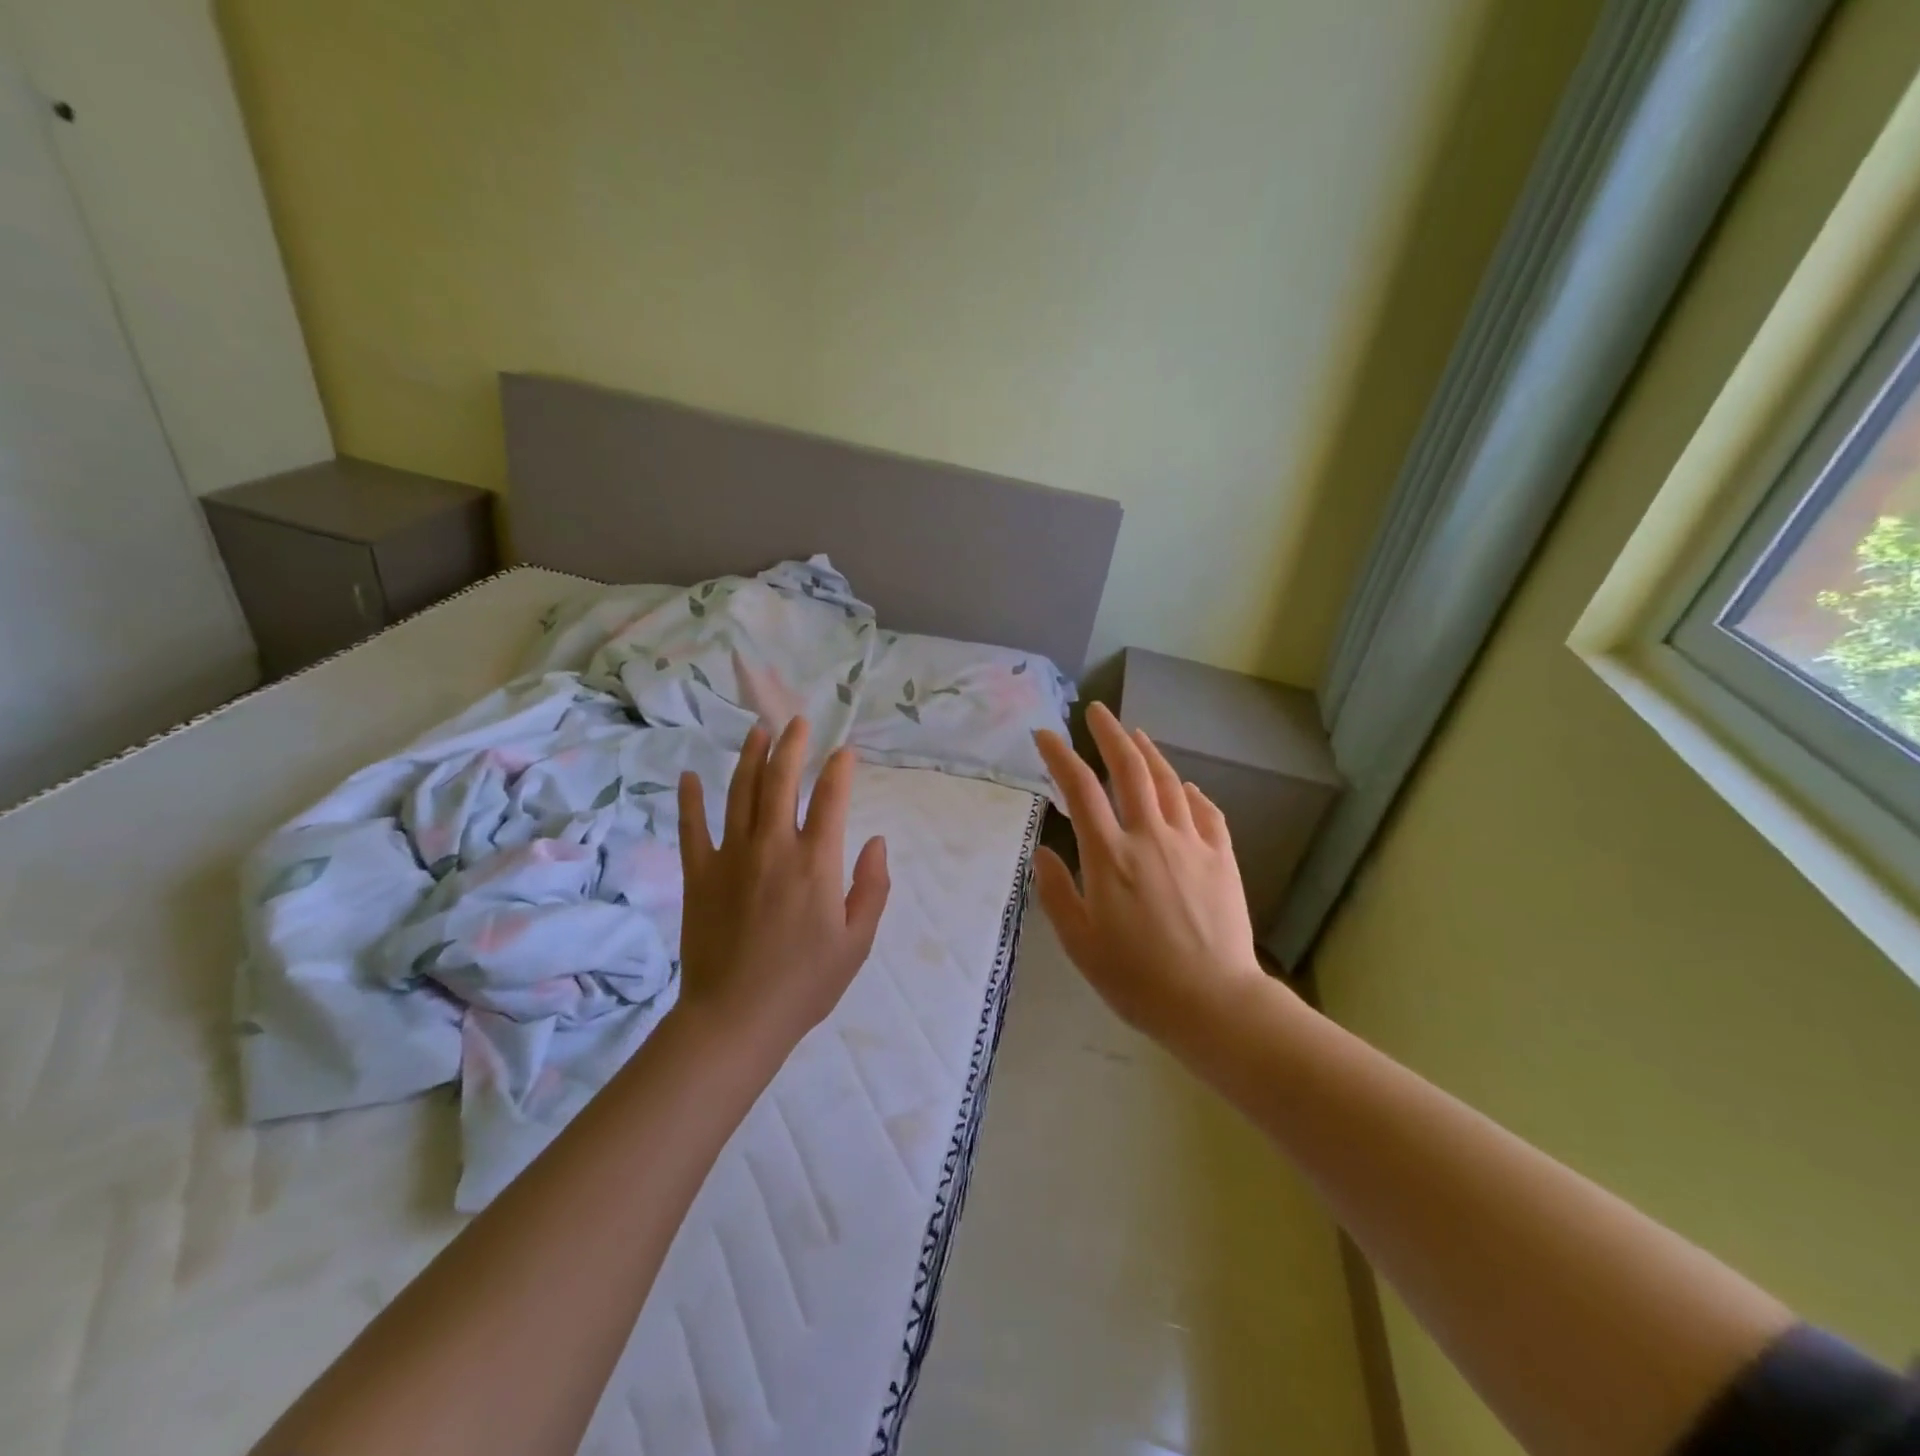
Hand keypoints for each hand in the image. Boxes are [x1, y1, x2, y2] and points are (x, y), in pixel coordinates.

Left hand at [676, 718, 889, 1055]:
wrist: (736, 1017)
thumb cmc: (805, 983)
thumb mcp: (857, 941)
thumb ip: (873, 887)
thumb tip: (877, 841)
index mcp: (815, 862)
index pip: (830, 799)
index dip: (839, 770)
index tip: (844, 751)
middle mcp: (773, 847)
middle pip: (781, 782)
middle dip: (791, 746)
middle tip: (796, 722)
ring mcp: (731, 857)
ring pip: (740, 794)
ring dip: (749, 758)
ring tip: (757, 732)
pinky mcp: (699, 875)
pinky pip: (692, 829)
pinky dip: (689, 800)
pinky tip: (688, 776)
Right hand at [1033, 702, 1267, 1045]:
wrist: (1213, 1002)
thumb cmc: (1136, 978)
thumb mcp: (1080, 943)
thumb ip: (1058, 893)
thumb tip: (1043, 852)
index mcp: (1110, 856)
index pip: (1080, 789)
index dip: (1060, 756)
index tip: (1045, 734)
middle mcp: (1150, 837)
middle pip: (1130, 769)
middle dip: (1110, 734)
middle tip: (1097, 710)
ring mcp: (1190, 843)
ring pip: (1168, 783)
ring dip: (1149, 753)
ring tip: (1136, 734)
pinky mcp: (1221, 858)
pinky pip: (1206, 812)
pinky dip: (1192, 793)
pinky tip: (1186, 786)